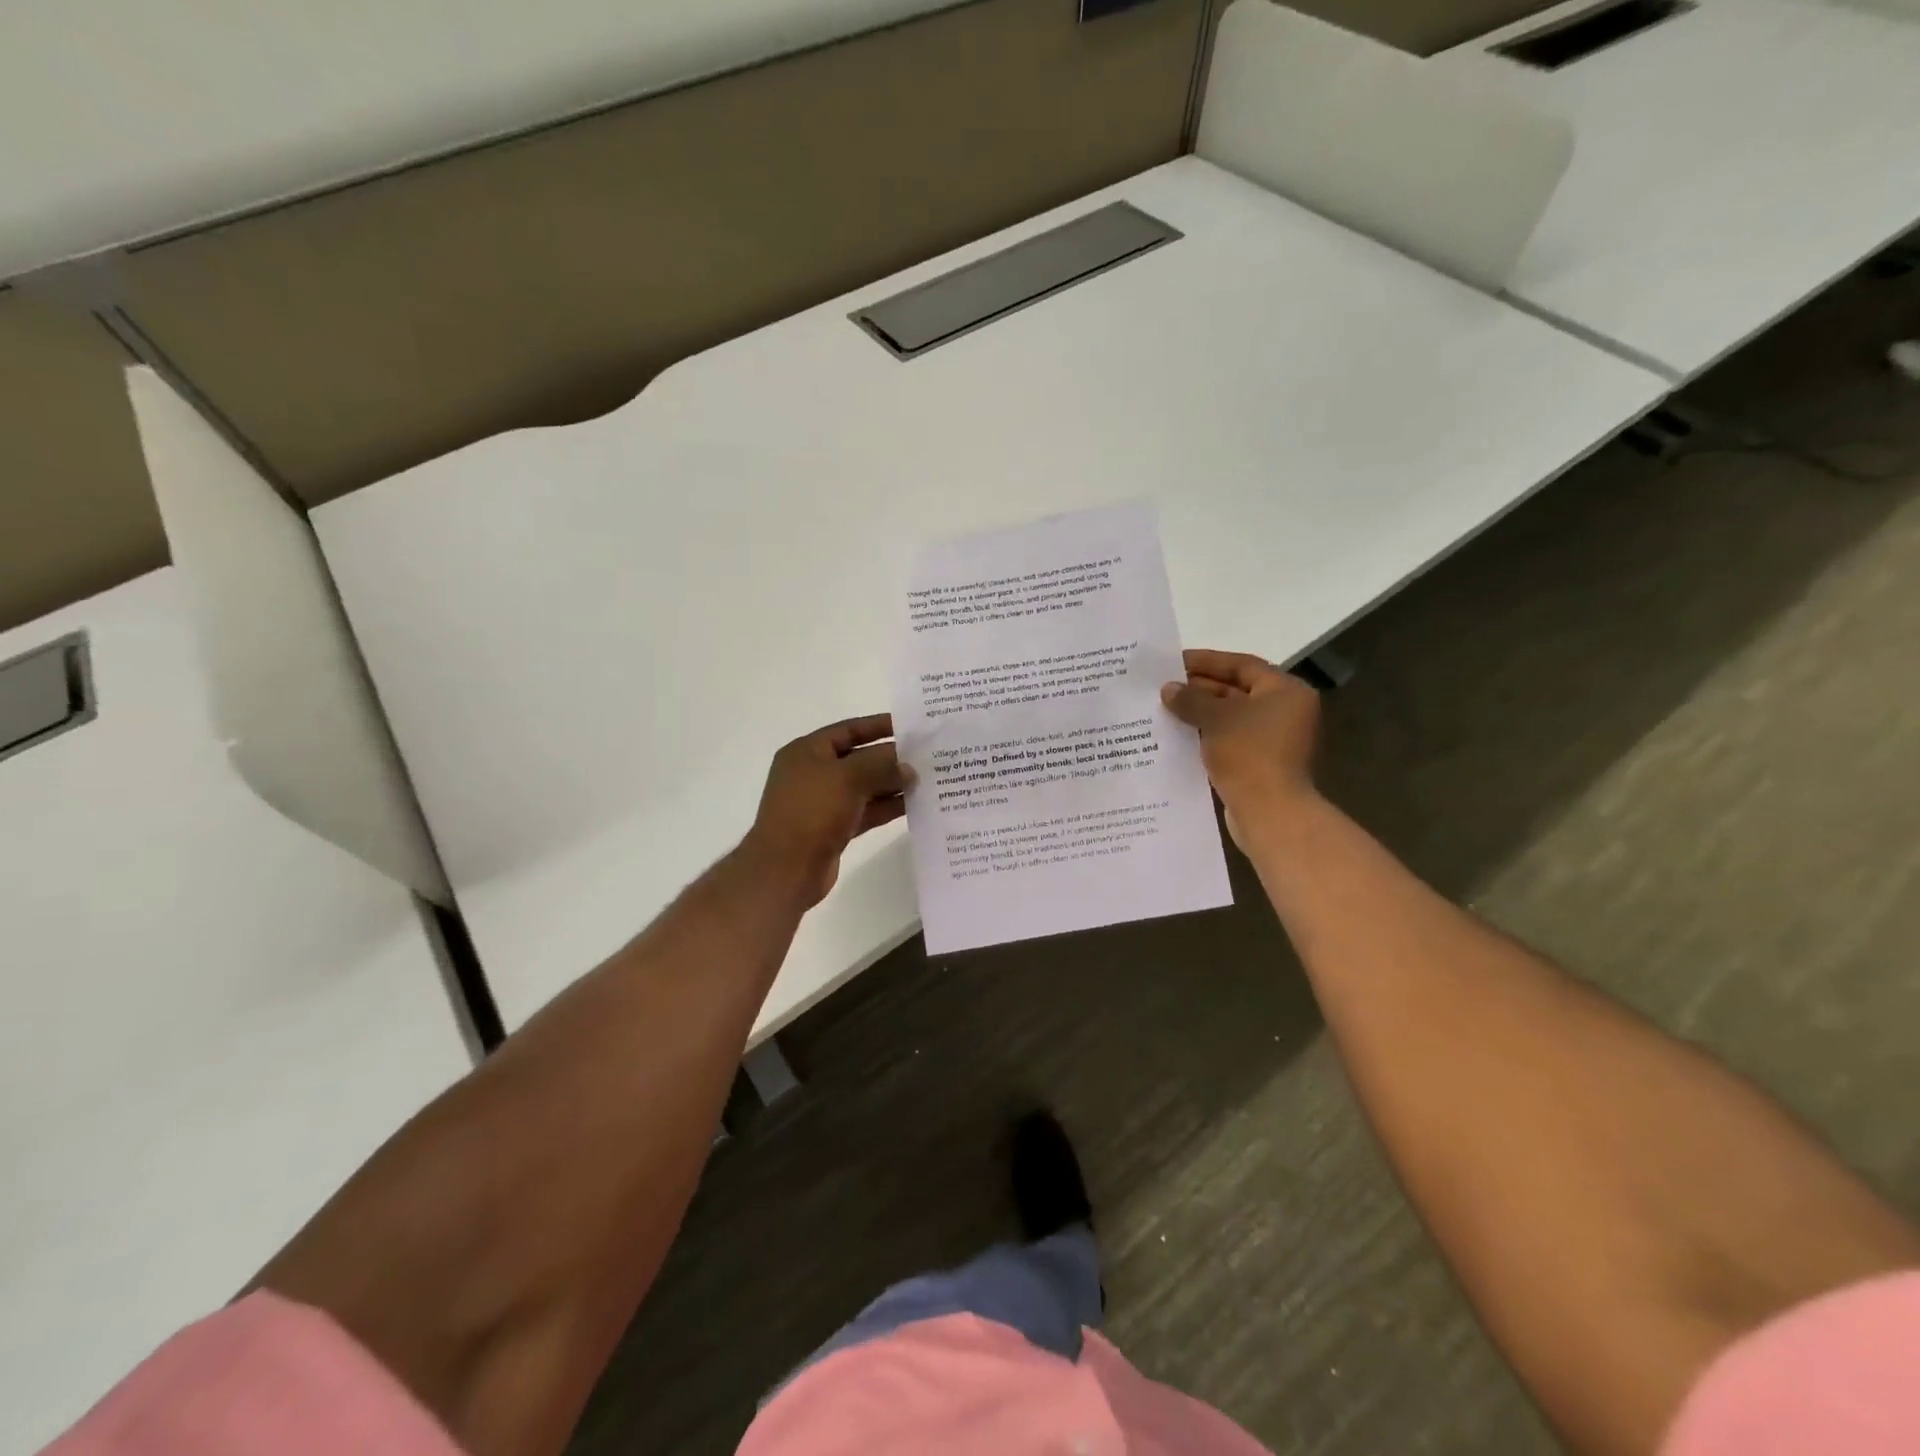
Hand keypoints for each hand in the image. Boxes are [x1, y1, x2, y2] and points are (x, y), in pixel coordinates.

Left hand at [741, 715, 908, 906]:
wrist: (785, 869)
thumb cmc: (812, 812)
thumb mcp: (848, 778)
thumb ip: (881, 765)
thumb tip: (908, 767)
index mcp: (806, 752)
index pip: (848, 729)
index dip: (878, 726)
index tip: (910, 726)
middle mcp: (813, 773)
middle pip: (858, 758)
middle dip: (890, 758)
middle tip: (926, 756)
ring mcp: (823, 803)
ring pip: (864, 787)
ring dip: (892, 784)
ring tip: (926, 780)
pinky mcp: (833, 829)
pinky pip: (865, 811)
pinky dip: (886, 807)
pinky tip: (913, 804)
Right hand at [1161, 649, 1320, 845]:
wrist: (1270, 812)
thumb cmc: (1249, 754)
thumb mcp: (1215, 718)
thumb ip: (1190, 699)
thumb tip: (1168, 688)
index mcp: (1285, 692)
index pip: (1242, 665)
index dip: (1207, 661)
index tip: (1174, 661)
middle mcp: (1285, 712)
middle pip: (1236, 691)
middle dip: (1199, 689)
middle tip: (1164, 686)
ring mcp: (1274, 740)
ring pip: (1230, 718)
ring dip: (1199, 713)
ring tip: (1164, 708)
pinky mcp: (1260, 764)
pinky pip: (1229, 740)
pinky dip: (1206, 735)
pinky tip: (1177, 735)